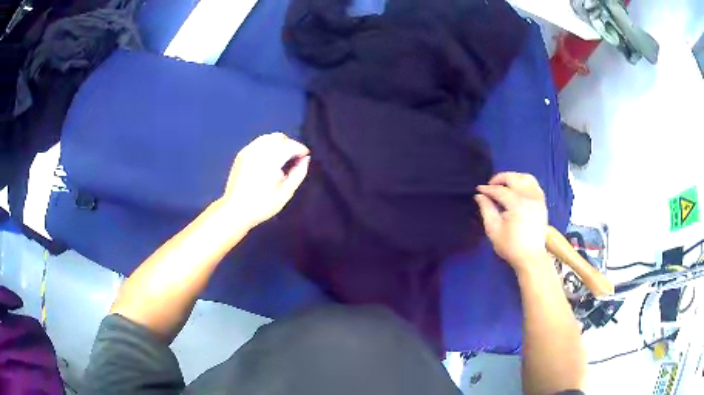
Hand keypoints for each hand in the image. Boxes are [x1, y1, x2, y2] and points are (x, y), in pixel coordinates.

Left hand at [222, 133, 309, 228]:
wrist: (235, 210)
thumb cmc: (262, 205)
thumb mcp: (286, 193)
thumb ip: (298, 173)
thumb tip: (305, 159)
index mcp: (270, 160)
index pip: (289, 145)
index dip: (300, 148)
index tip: (306, 156)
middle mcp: (258, 151)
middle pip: (279, 137)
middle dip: (290, 144)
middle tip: (295, 157)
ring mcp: (248, 151)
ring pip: (268, 137)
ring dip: (278, 144)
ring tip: (283, 158)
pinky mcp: (241, 155)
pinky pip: (258, 143)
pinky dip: (267, 146)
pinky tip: (269, 159)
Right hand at [474, 172, 549, 272]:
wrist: (531, 257)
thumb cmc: (511, 246)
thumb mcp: (493, 230)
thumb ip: (486, 209)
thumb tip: (479, 196)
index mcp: (517, 204)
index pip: (500, 190)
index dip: (488, 189)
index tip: (478, 190)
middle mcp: (529, 197)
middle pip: (513, 178)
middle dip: (499, 179)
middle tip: (490, 186)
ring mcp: (538, 199)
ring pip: (526, 177)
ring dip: (513, 178)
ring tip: (504, 185)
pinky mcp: (542, 203)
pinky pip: (534, 184)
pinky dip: (525, 182)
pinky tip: (517, 189)